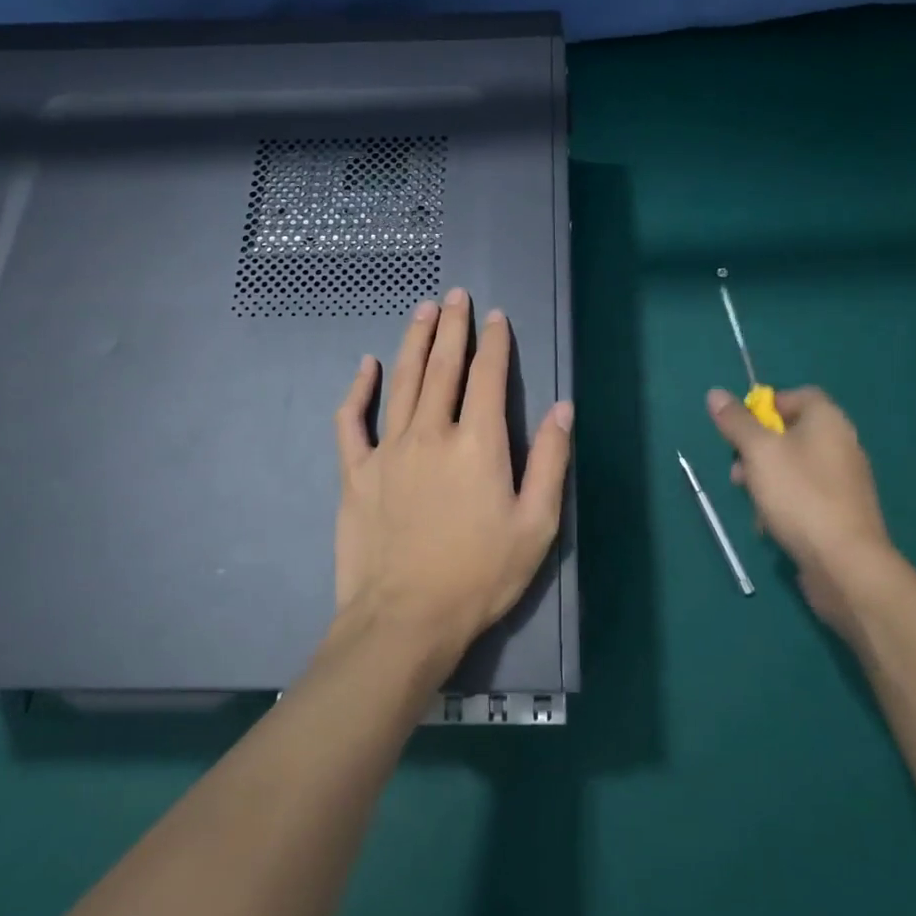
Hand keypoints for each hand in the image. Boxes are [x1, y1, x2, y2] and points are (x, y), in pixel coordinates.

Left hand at [332, 290, 573, 678]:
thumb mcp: (536, 526)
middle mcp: (431, 433)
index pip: (487, 377)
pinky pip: (352, 420)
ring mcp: (388, 449)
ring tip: (422, 310)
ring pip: (402, 381)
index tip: (495, 316)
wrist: (405, 621)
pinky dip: (358, 389)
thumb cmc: (479, 576)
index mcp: (478, 444)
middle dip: (452, 327)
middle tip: (455, 295)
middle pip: (443, 367)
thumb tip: (563, 408)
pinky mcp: (356, 472)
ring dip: (413, 341)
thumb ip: (550, 461)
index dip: (494, 343)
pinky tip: (366, 366)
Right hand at [708, 385, 901, 630]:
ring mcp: (843, 481)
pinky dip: (784, 504)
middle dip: (756, 450)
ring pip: (792, 468)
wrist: (845, 564)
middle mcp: (841, 444)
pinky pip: (804, 496)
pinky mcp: (841, 512)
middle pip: (790, 433)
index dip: (765, 406)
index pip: (797, 395)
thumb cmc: (799, 495)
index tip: (741, 429)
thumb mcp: (758, 452)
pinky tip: (771, 525)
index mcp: (827, 420)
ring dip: (765, 480)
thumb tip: (715, 393)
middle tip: (738, 471)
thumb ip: (736, 422)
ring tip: (751, 502)